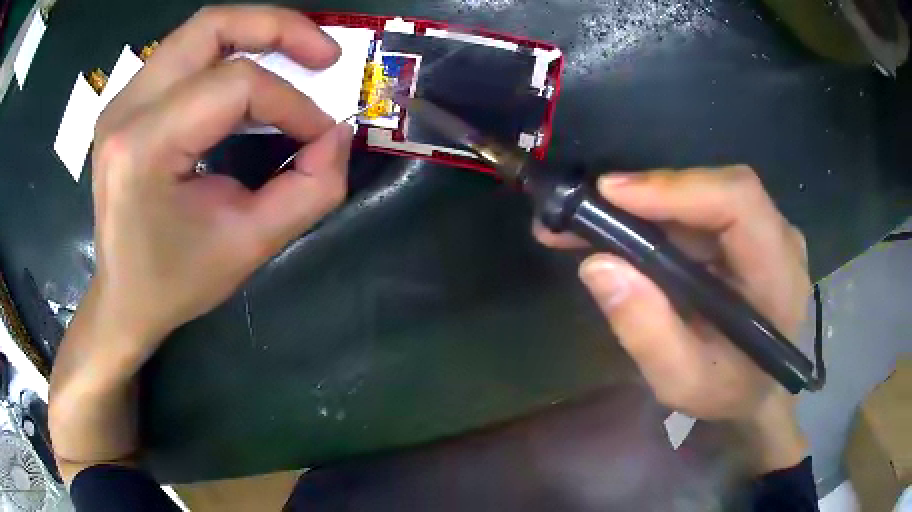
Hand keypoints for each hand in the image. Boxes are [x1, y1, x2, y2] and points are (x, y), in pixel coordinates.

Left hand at [50, 6, 351, 480]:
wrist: (123, 299)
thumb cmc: (176, 282)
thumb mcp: (249, 247)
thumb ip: (309, 191)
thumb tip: (338, 135)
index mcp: (144, 146)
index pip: (235, 86)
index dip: (293, 103)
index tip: (323, 134)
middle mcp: (126, 108)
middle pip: (212, 26)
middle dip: (279, 27)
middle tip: (326, 54)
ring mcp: (122, 101)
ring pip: (200, 30)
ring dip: (257, 33)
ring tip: (297, 56)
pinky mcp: (127, 103)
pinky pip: (187, 54)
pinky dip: (230, 52)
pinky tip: (252, 80)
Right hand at [536, 167, 810, 470]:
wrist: (760, 391)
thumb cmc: (729, 393)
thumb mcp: (682, 381)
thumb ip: (647, 331)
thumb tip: (597, 265)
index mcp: (778, 276)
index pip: (738, 202)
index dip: (676, 188)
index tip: (610, 194)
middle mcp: (779, 238)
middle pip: (715, 188)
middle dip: (649, 195)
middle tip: (586, 211)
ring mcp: (767, 230)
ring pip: (704, 193)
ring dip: (648, 204)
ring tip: (593, 224)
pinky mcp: (750, 232)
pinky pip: (703, 209)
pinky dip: (661, 215)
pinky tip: (627, 231)